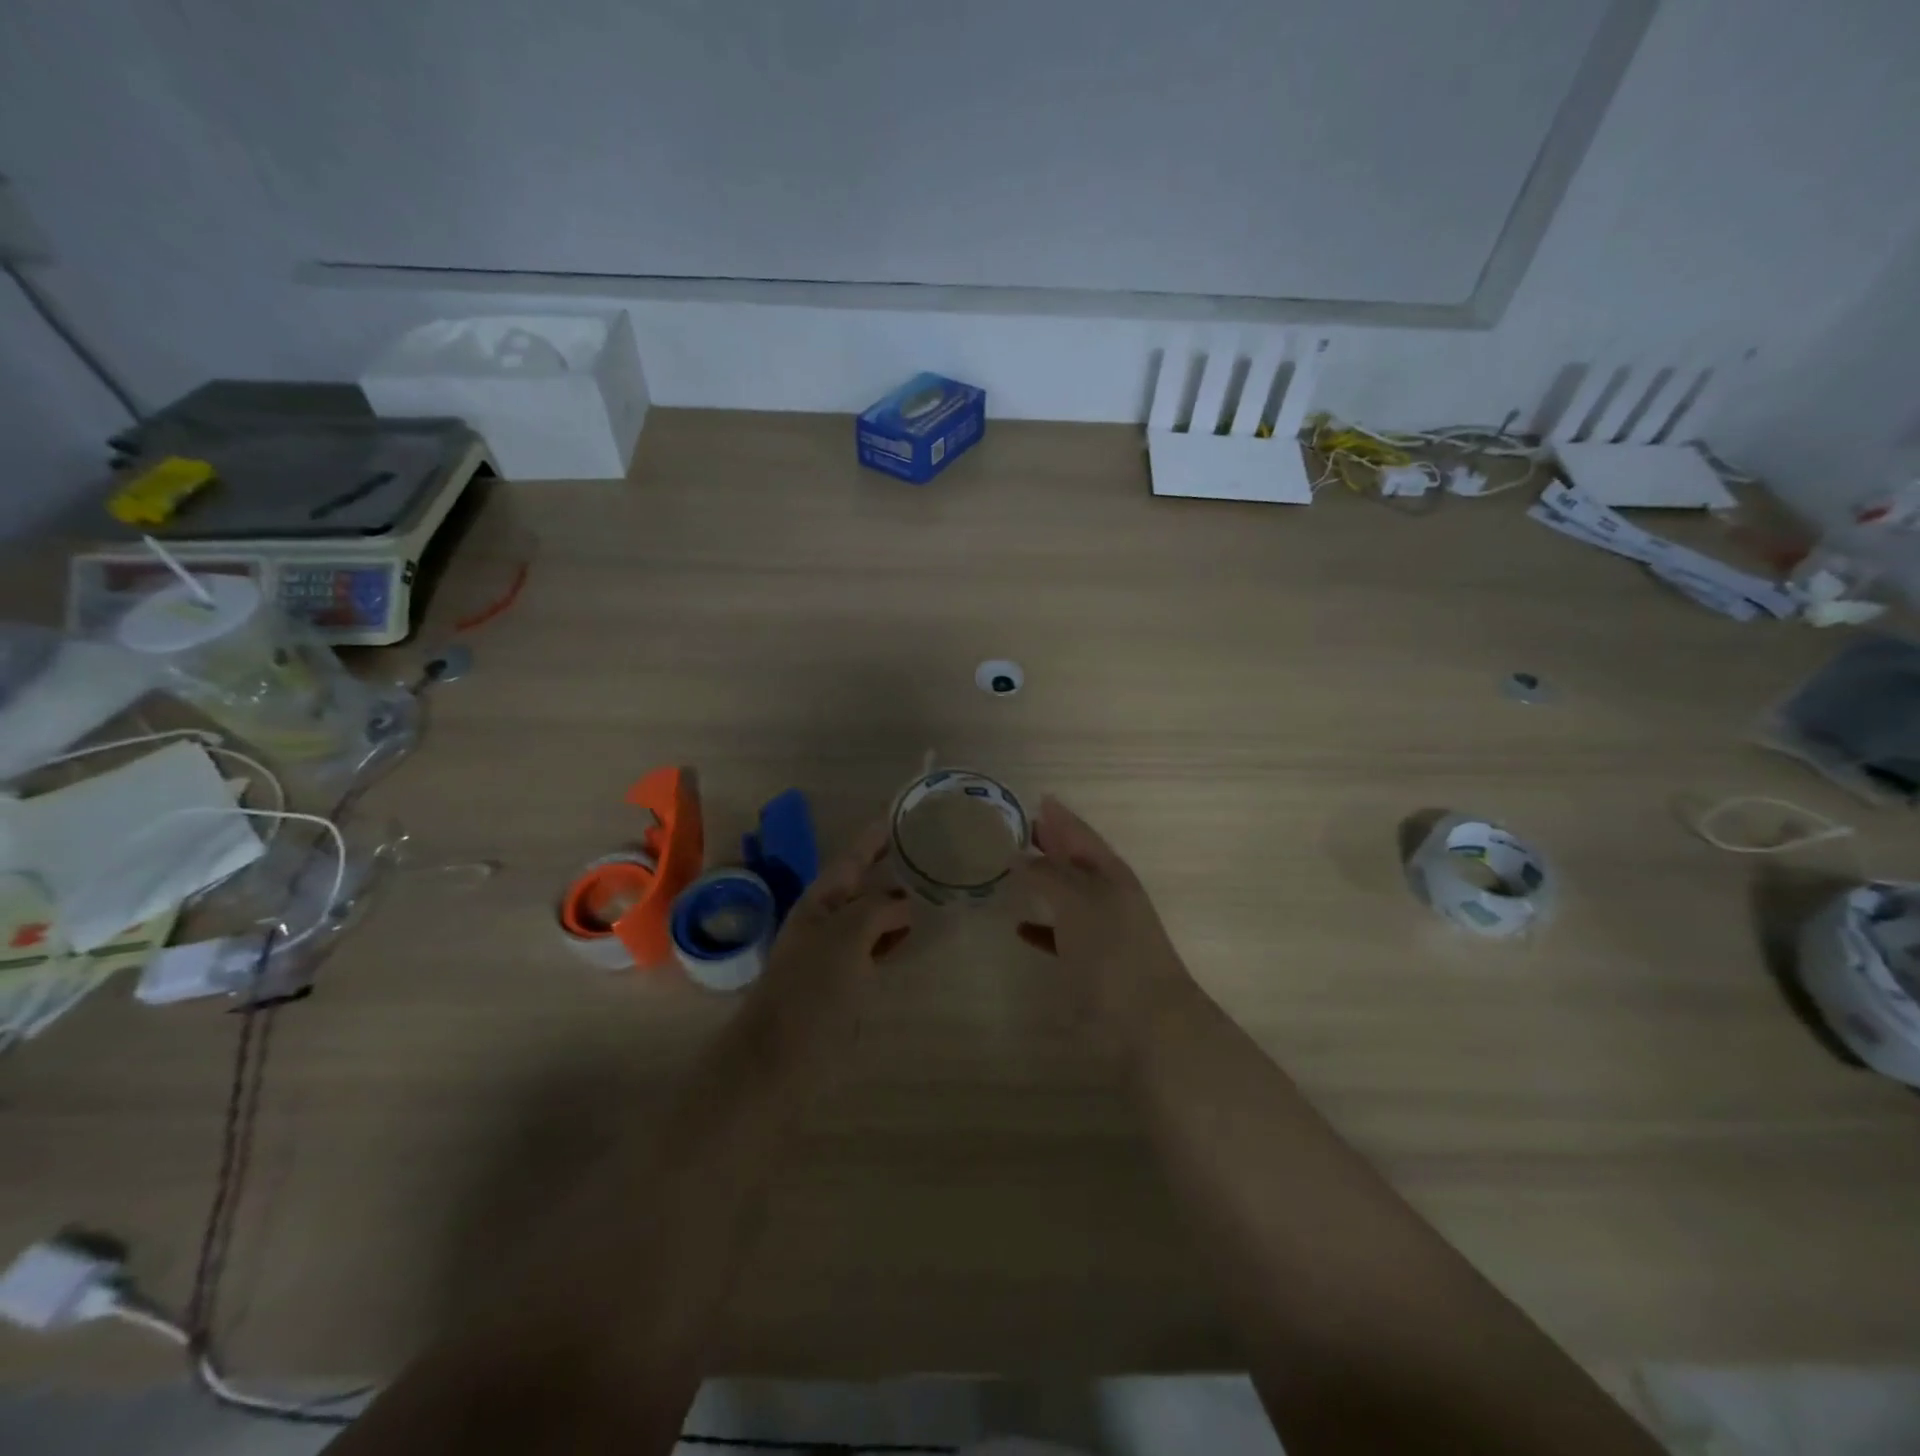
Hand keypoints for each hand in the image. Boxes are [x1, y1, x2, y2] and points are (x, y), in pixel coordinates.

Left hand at [752, 822, 912, 1028]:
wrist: (779, 1057)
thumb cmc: (811, 990)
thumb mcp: (847, 936)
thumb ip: (878, 909)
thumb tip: (903, 905)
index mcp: (820, 901)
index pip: (852, 857)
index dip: (874, 837)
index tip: (899, 817)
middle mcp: (826, 920)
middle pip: (862, 884)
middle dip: (889, 867)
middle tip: (927, 851)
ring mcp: (834, 952)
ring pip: (870, 916)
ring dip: (895, 902)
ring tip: (929, 888)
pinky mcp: (843, 982)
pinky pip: (874, 946)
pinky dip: (893, 935)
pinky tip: (912, 936)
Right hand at [1013, 796, 1193, 1046]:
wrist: (1150, 1019)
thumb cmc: (1112, 950)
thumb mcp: (1077, 901)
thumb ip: (1048, 875)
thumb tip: (1021, 856)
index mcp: (1109, 873)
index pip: (1081, 834)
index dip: (1061, 817)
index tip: (1040, 799)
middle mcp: (1109, 894)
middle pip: (1076, 860)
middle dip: (1053, 843)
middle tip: (1024, 827)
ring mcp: (1104, 929)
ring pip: (1069, 895)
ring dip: (1046, 881)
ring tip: (1016, 868)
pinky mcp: (1095, 962)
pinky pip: (1063, 933)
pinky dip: (1043, 926)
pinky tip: (1021, 927)